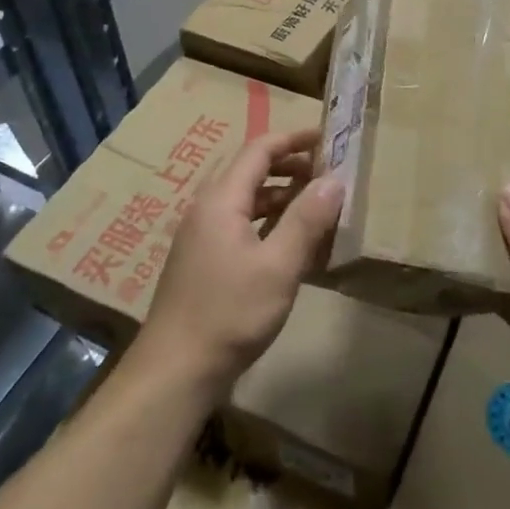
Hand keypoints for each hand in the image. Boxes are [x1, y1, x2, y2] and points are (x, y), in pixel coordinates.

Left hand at [140, 128, 343, 401]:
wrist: (175, 371)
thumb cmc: (230, 313)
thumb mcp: (279, 266)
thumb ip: (306, 219)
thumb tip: (334, 179)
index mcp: (221, 199)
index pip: (259, 150)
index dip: (294, 139)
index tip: (327, 138)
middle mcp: (207, 208)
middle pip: (250, 170)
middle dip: (290, 165)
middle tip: (327, 172)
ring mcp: (201, 235)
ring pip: (245, 199)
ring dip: (280, 194)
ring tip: (316, 203)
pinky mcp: (203, 260)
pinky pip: (239, 223)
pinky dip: (267, 220)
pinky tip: (289, 240)